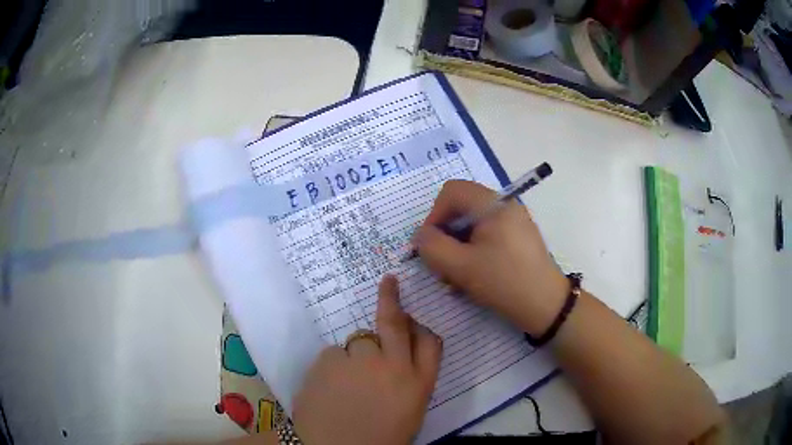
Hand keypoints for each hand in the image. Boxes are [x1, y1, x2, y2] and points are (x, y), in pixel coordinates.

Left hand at [292, 276, 442, 444]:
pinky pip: (333, 355)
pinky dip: (332, 367)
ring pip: (358, 341)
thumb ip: (411, 381)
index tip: (412, 315)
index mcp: (418, 384)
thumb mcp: (408, 412)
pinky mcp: (328, 361)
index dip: (422, 325)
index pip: (430, 342)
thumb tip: (400, 354)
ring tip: (346, 383)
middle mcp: (393, 366)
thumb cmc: (379, 438)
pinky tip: (328, 388)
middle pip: (394, 323)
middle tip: (388, 282)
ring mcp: (359, 360)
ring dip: (355, 355)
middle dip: (391, 299)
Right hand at [415, 180, 567, 336]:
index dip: (434, 215)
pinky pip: (487, 236)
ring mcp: (514, 222)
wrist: (545, 306)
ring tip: (456, 279)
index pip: (452, 192)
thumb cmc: (504, 282)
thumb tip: (420, 235)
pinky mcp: (518, 238)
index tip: (430, 244)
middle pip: (462, 208)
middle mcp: (506, 206)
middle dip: (446, 236)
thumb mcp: (461, 267)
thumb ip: (432, 247)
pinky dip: (473, 252)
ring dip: (458, 248)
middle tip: (442, 266)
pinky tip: (472, 277)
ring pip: (473, 225)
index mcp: (494, 205)